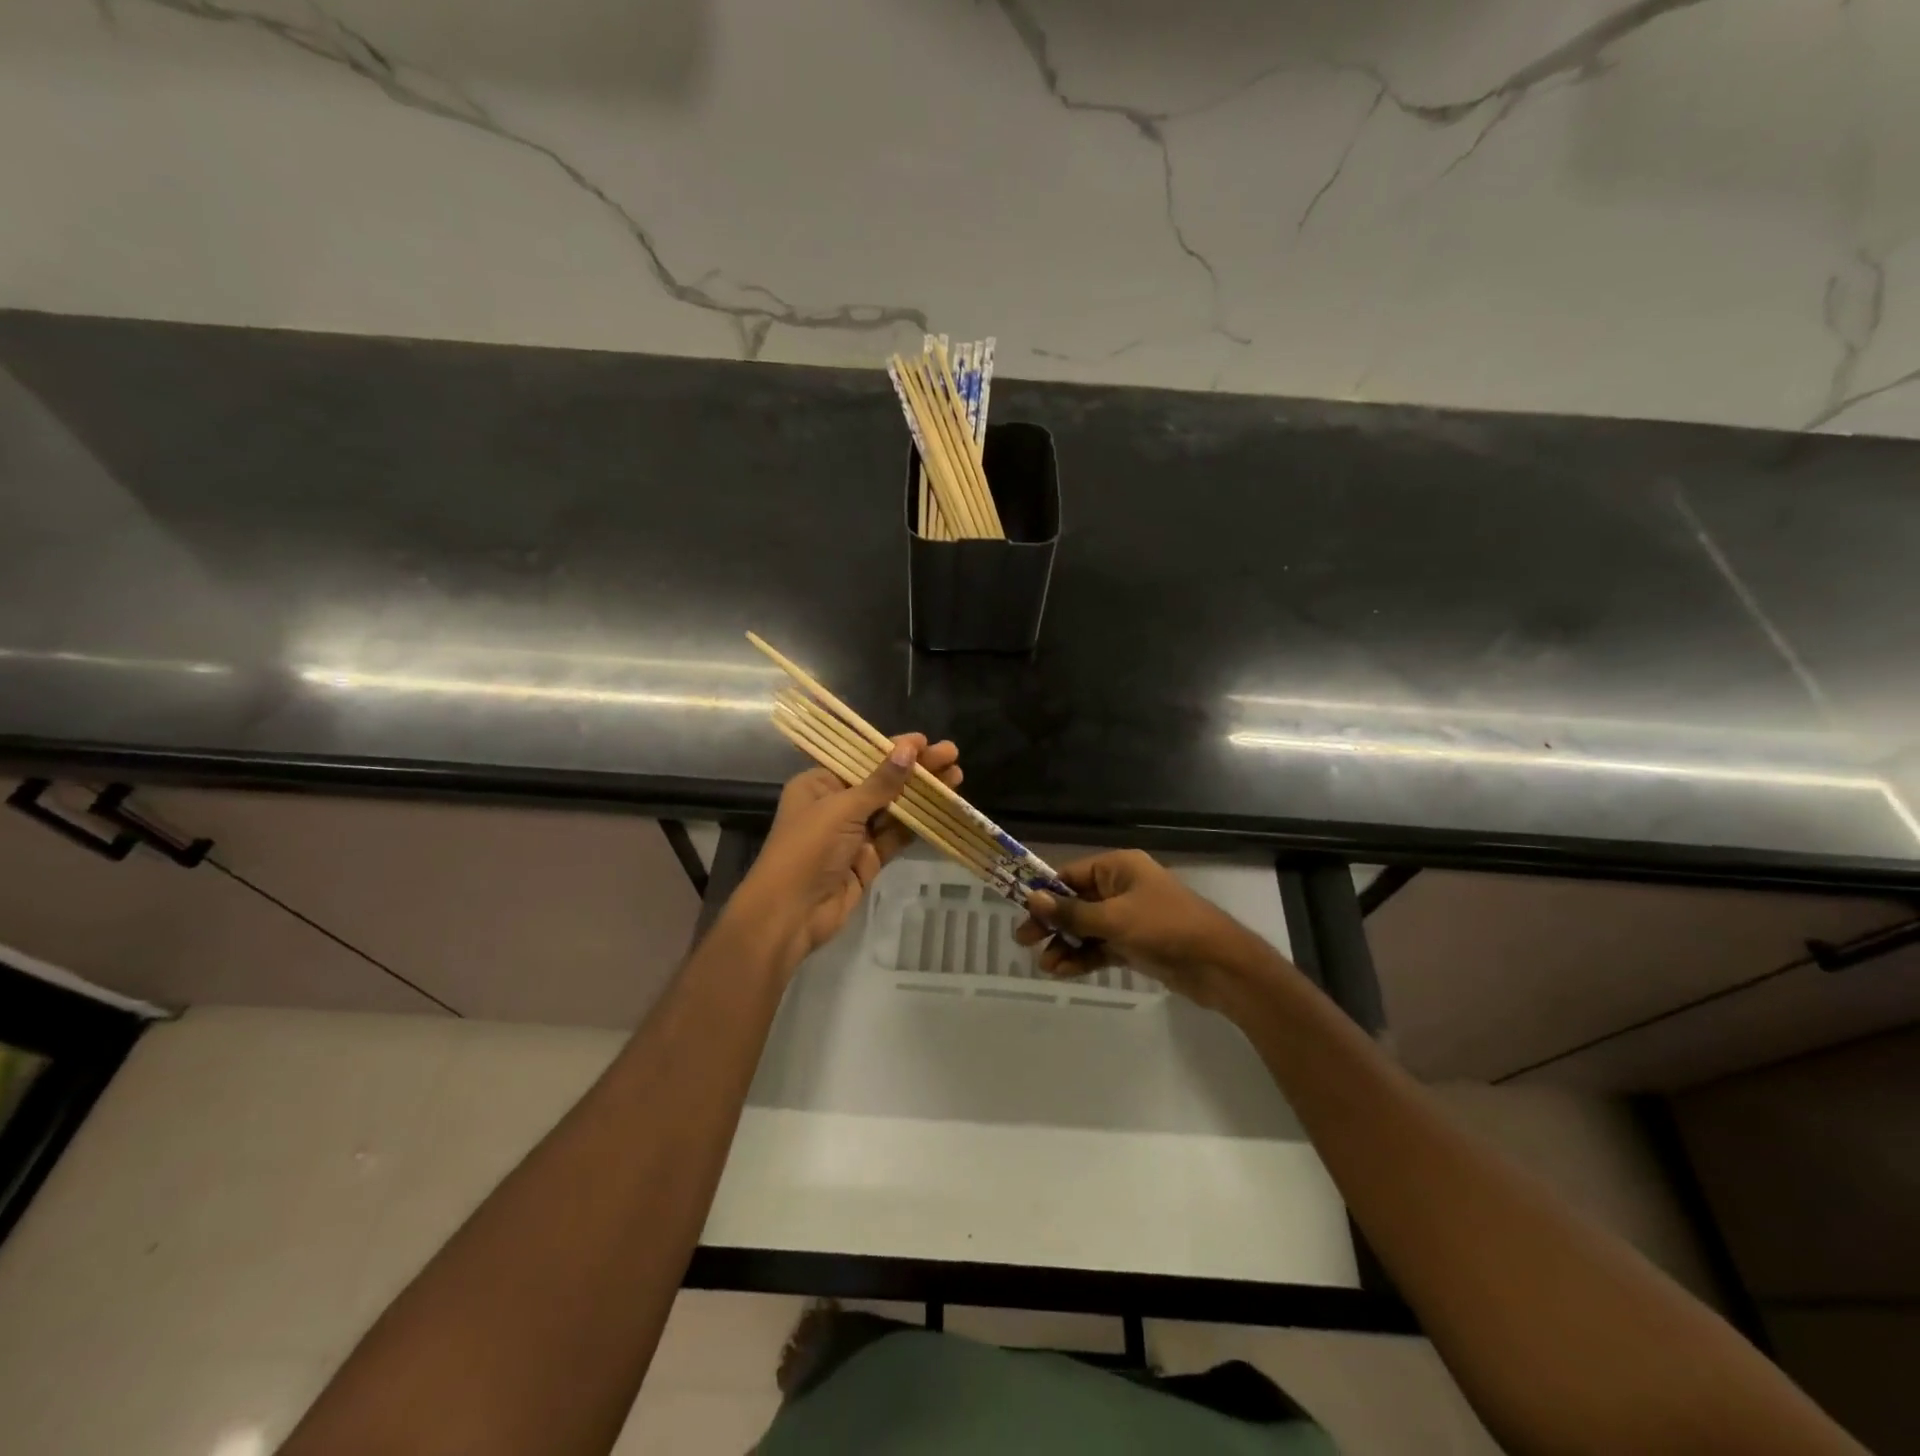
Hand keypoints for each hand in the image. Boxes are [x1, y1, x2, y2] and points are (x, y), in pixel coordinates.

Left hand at [731, 734, 962, 974]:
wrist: (791, 914)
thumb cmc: (808, 849)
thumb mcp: (843, 809)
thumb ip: (880, 782)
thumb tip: (910, 749)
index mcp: (819, 784)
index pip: (862, 758)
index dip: (894, 749)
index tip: (926, 741)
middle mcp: (836, 804)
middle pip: (882, 781)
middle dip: (916, 769)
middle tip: (952, 755)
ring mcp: (854, 834)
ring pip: (894, 808)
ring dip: (923, 794)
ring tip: (957, 777)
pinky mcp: (869, 859)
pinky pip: (897, 836)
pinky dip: (919, 823)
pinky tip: (943, 808)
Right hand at [1014, 850, 1277, 1010]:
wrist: (1218, 965)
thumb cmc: (1165, 928)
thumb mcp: (1114, 919)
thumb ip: (1072, 912)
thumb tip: (1033, 897)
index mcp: (1118, 868)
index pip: (1071, 875)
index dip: (1045, 893)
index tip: (1022, 912)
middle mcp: (1121, 888)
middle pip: (1075, 902)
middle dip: (1052, 922)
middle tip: (1024, 941)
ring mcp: (1128, 917)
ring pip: (1086, 928)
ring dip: (1065, 945)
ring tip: (1046, 966)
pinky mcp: (1134, 944)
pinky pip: (1100, 947)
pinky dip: (1083, 957)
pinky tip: (1063, 971)